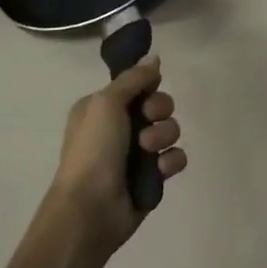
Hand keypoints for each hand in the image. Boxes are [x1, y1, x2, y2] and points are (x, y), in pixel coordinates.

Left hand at [48, 58, 186, 254]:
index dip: (148, 86)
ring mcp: (137, 154)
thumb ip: (133, 78)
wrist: (90, 210)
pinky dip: (171, 162)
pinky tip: (160, 171)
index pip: (138, 85)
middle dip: (159, 111)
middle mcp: (119, 127)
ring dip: (164, 136)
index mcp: (101, 108)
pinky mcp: (153, 177)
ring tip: (149, 151)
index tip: (149, 90)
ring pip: (170, 130)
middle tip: (147, 121)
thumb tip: (155, 57)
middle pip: (159, 105)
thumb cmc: (93, 150)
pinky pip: (175, 158)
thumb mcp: (106, 103)